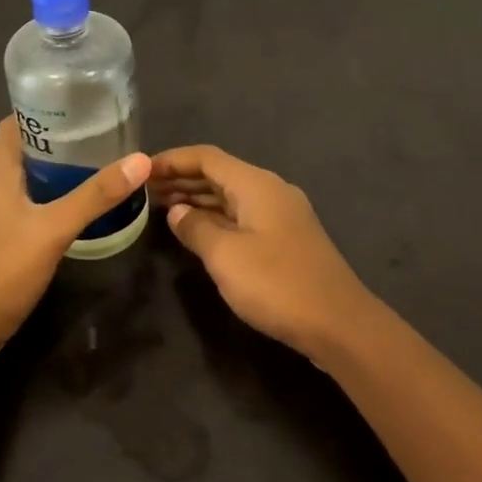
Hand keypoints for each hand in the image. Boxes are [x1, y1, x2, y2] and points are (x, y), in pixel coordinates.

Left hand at [0, 118, 151, 353]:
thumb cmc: (3, 268)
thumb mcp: (54, 228)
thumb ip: (95, 196)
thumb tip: (140, 160)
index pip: (14, 123)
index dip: (42, 109)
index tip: (78, 104)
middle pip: (24, 149)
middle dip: (59, 139)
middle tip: (100, 135)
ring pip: (28, 179)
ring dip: (57, 170)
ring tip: (97, 165)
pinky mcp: (0, 239)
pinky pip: (29, 205)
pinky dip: (52, 198)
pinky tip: (78, 207)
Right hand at [150, 145, 373, 358]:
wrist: (339, 324)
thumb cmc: (277, 284)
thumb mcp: (225, 256)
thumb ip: (196, 228)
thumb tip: (176, 211)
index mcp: (256, 184)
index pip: (206, 157)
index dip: (172, 160)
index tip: (142, 170)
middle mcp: (270, 190)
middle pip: (219, 174)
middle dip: (182, 179)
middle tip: (145, 191)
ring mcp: (282, 215)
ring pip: (231, 196)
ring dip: (198, 199)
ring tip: (162, 209)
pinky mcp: (286, 239)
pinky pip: (243, 216)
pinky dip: (216, 218)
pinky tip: (198, 232)